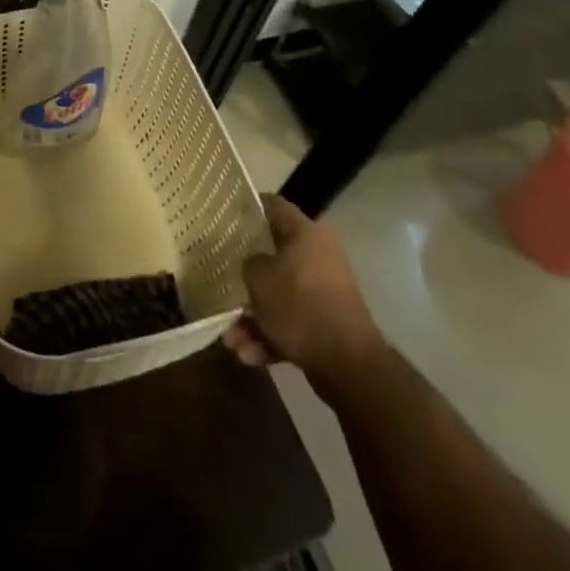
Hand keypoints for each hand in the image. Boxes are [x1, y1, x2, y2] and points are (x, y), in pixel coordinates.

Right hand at [223, 195, 384, 396]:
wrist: (347, 365)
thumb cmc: (299, 305)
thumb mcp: (258, 277)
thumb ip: (248, 262)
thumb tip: (252, 263)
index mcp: (305, 233)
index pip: (273, 205)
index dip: (248, 207)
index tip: (225, 215)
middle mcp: (318, 256)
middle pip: (273, 255)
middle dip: (246, 277)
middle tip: (222, 282)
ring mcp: (324, 291)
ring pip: (279, 296)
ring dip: (253, 317)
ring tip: (231, 340)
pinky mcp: (326, 324)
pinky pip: (291, 322)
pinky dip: (270, 336)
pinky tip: (248, 355)